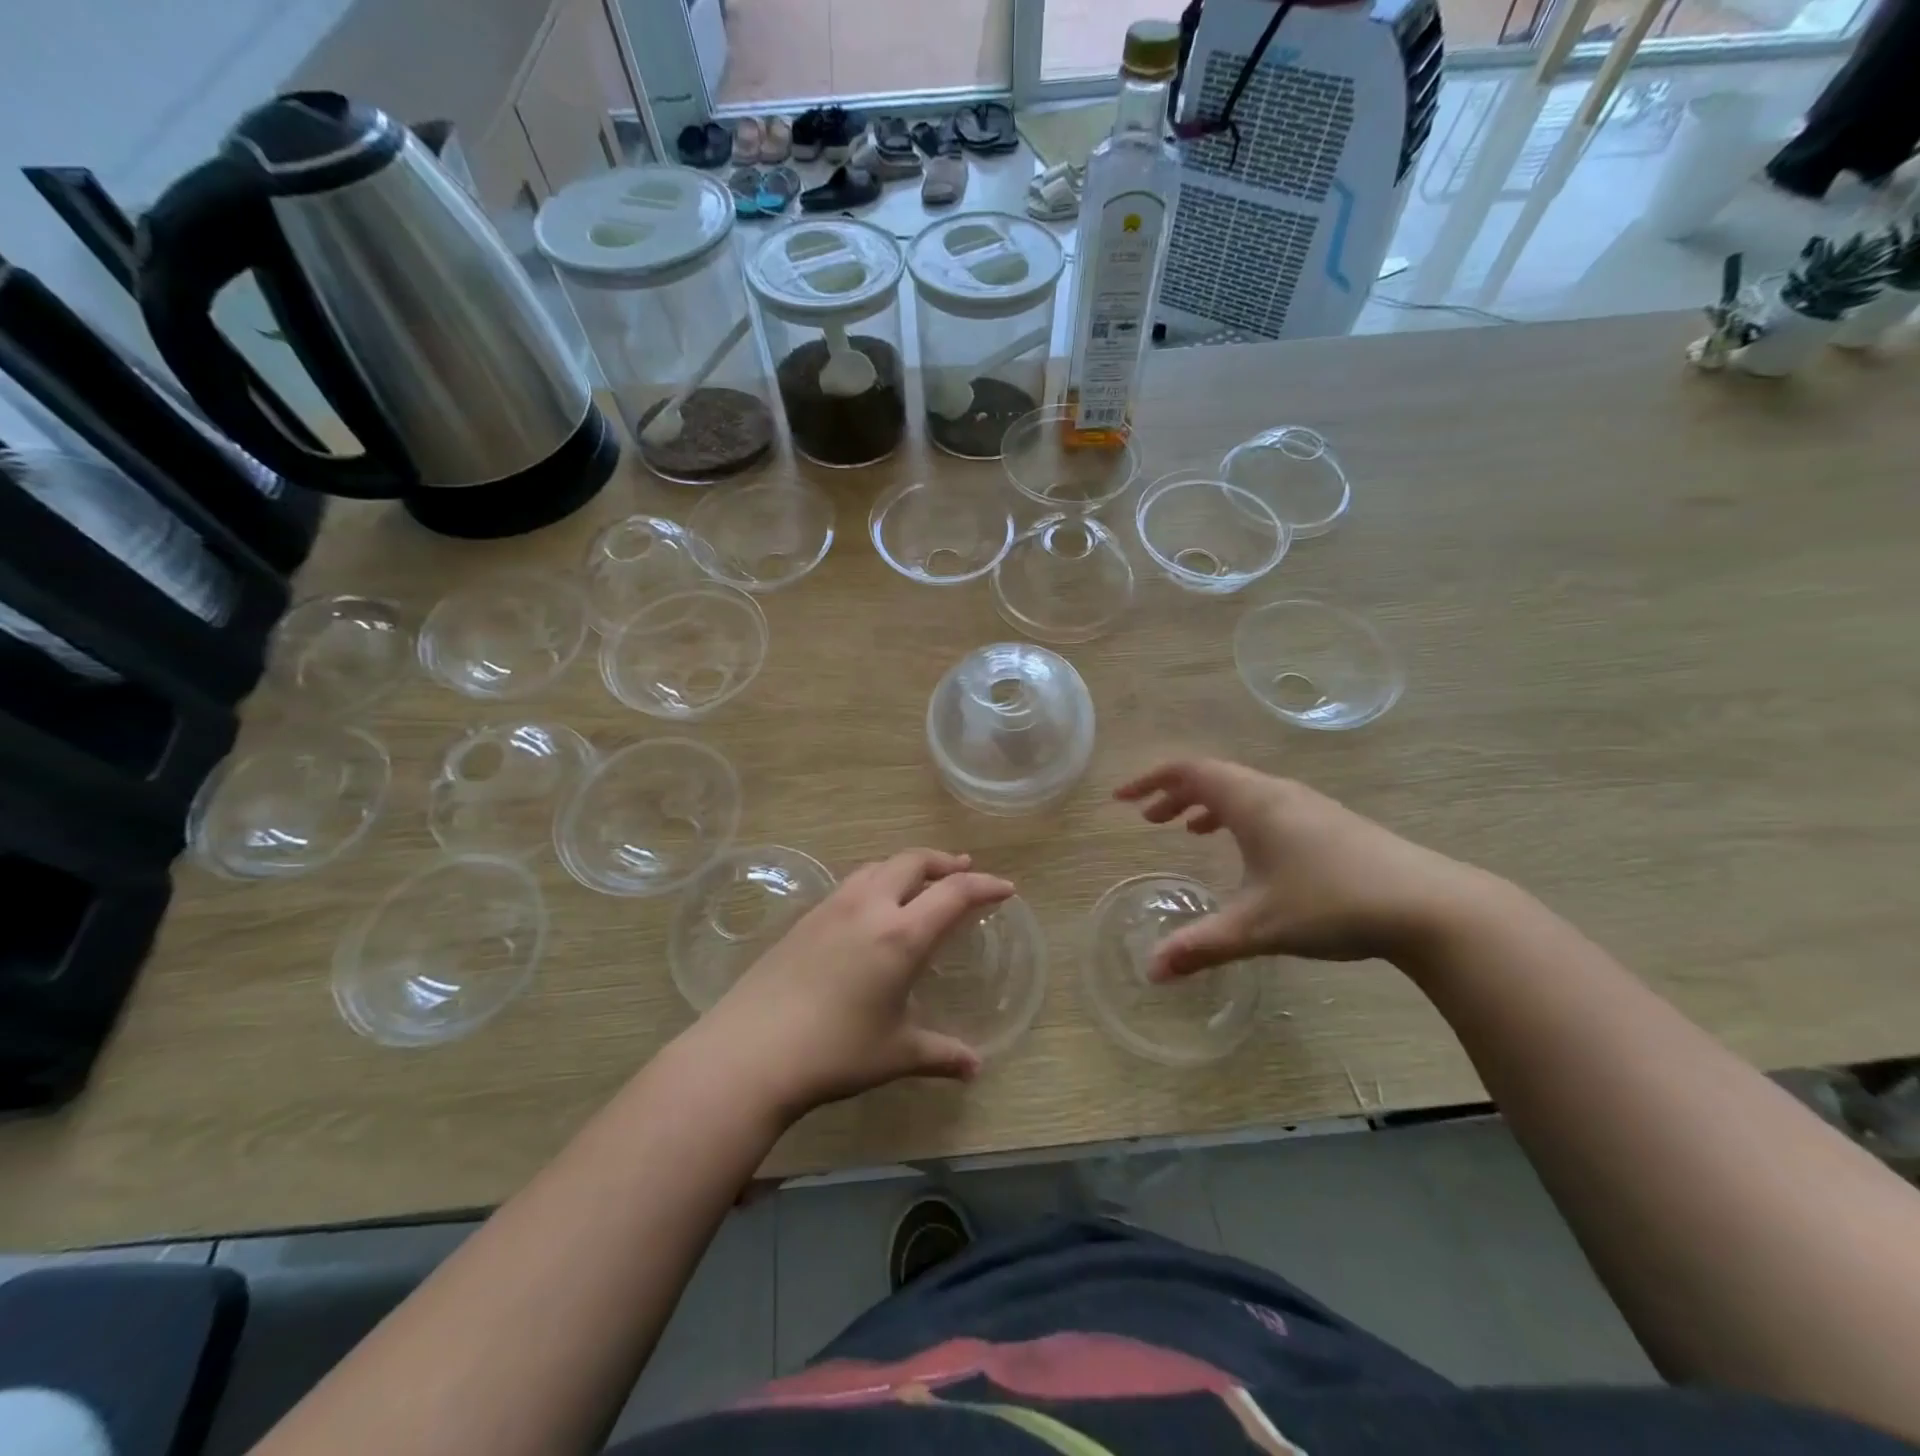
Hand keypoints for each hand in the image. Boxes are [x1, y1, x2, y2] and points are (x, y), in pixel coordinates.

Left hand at [700, 849, 1014, 1120]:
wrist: (749, 1052)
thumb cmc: (834, 1052)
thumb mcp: (895, 1054)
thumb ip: (940, 1054)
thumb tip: (974, 1067)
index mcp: (901, 934)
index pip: (953, 893)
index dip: (984, 885)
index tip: (1005, 888)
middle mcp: (869, 907)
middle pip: (913, 861)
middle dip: (944, 861)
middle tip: (963, 868)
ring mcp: (832, 907)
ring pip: (878, 866)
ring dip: (907, 866)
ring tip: (920, 881)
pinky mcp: (805, 918)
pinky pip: (852, 883)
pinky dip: (877, 880)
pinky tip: (873, 907)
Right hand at [1115, 759, 1480, 976]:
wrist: (1429, 905)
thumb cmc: (1331, 903)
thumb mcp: (1257, 926)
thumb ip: (1200, 946)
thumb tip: (1150, 972)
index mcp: (1252, 801)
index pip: (1188, 772)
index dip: (1149, 781)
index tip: (1121, 800)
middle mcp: (1276, 792)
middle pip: (1213, 777)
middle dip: (1174, 794)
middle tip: (1148, 818)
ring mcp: (1307, 805)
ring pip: (1243, 791)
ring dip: (1207, 805)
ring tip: (1185, 829)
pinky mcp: (1330, 823)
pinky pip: (1266, 806)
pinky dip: (1238, 817)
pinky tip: (1246, 851)